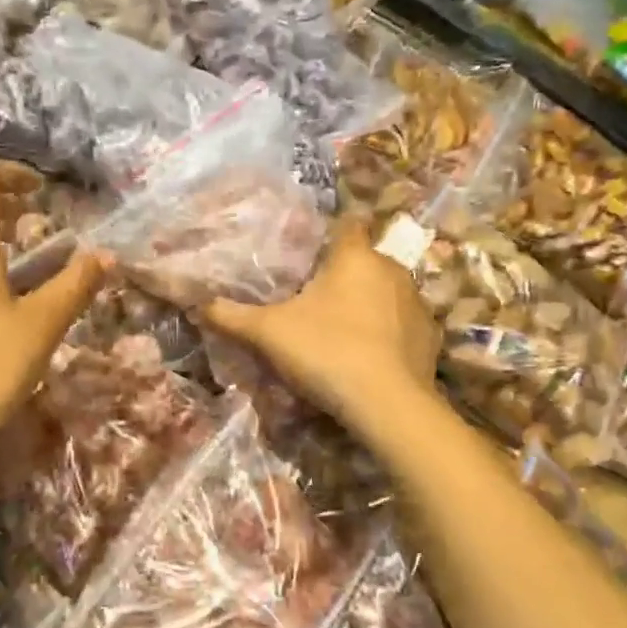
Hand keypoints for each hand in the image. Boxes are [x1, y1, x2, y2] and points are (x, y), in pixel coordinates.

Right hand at [200, 217, 438, 437]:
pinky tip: (371, 358)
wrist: (386, 404)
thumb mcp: (268, 334)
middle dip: (343, 276)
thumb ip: (231, 316)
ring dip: (368, 305)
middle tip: (314, 302)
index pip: (347, 223)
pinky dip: (388, 334)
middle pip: (364, 261)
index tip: (311, 251)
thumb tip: (196, 303)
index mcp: (354, 257)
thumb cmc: (326, 352)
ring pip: (386, 293)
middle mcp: (392, 269)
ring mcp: (417, 303)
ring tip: (342, 333)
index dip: (329, 232)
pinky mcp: (430, 337)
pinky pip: (403, 325)